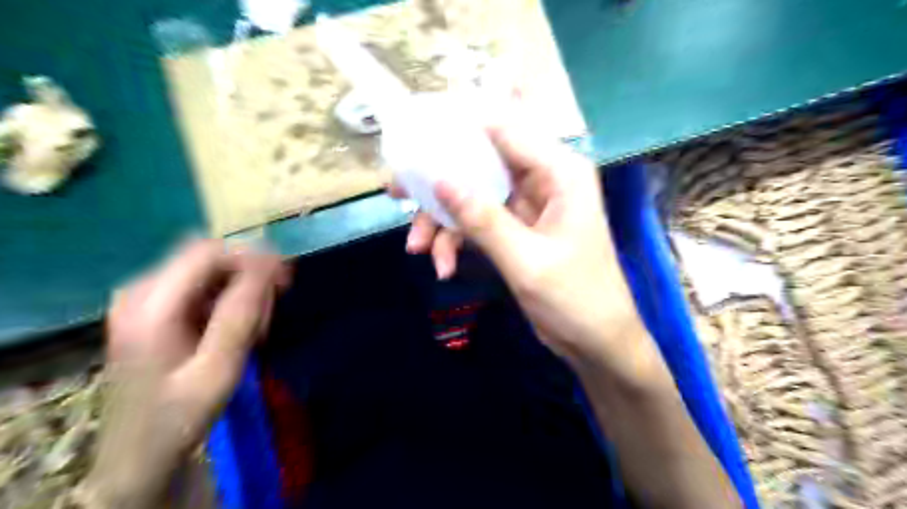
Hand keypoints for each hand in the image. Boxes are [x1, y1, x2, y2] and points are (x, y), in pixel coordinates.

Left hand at [83, 238, 288, 508]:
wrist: (139, 454)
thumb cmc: (179, 416)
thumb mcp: (218, 370)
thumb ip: (241, 316)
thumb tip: (268, 266)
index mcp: (150, 305)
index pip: (209, 253)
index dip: (253, 258)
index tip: (286, 280)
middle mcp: (140, 291)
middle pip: (208, 257)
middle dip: (250, 274)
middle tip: (276, 304)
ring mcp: (144, 299)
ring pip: (209, 270)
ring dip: (242, 289)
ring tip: (258, 326)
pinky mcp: (154, 309)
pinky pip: (202, 286)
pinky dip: (230, 299)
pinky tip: (241, 327)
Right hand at [398, 123, 643, 365]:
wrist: (593, 341)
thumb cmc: (574, 298)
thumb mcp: (525, 260)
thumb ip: (482, 218)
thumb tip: (438, 178)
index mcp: (559, 172)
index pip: (503, 129)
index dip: (458, 127)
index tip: (415, 138)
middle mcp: (542, 179)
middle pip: (480, 162)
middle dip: (439, 182)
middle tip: (398, 191)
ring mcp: (526, 204)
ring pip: (472, 195)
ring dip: (442, 221)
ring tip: (417, 248)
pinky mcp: (514, 228)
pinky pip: (477, 222)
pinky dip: (457, 240)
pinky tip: (444, 266)